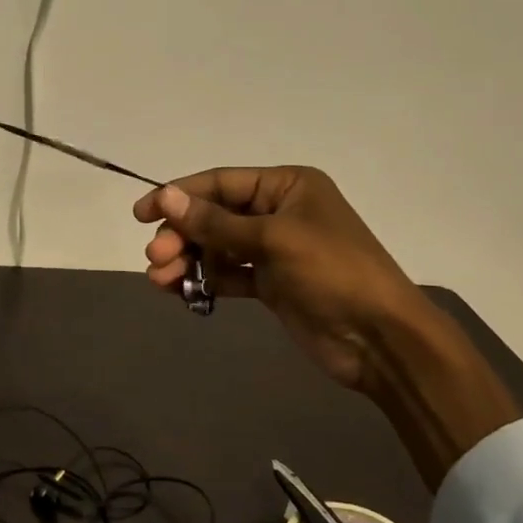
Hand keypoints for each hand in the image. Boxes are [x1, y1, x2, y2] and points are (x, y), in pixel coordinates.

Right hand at [133, 167, 519, 486]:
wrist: (381, 339)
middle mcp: (278, 211)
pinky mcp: (271, 283)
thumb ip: (216, 221)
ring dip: (187, 260)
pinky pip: (228, 274)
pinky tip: (180, 292)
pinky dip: (205, 280)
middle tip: (155, 258)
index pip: (220, 182)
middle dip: (182, 235)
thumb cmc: (333, 272)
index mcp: (287, 185)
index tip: (140, 213)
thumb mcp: (273, 239)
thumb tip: (165, 195)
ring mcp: (274, 249)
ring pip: (217, 247)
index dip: (178, 195)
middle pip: (214, 215)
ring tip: (160, 280)